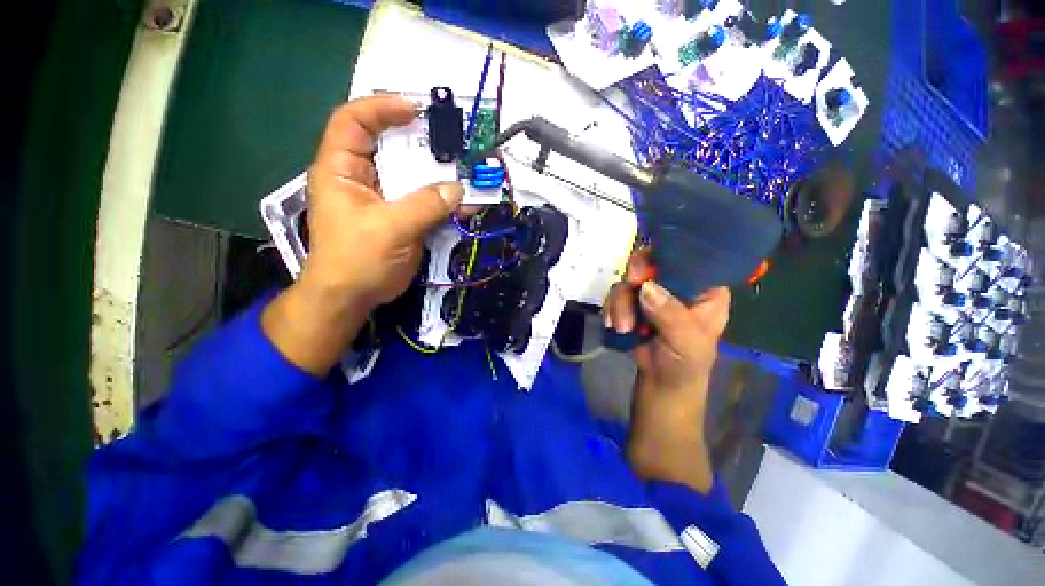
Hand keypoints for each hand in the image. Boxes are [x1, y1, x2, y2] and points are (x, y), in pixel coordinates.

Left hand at [302, 95, 463, 309]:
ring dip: (437, 174)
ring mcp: (384, 198)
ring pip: (412, 175)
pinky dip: (443, 200)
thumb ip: (425, 206)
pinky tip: (464, 202)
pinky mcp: (401, 217)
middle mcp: (362, 178)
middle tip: (450, 141)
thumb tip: (457, 189)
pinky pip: (424, 201)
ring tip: (463, 170)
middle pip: (389, 146)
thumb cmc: (357, 259)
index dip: (381, 108)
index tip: (415, 110)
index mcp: (342, 170)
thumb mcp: (390, 228)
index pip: (353, 121)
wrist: (354, 296)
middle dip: (419, 141)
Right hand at [605, 249, 730, 492]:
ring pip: (630, 281)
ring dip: (620, 302)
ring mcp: (654, 296)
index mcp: (706, 291)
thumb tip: (646, 287)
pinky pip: (618, 295)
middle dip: (636, 279)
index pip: (690, 258)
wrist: (660, 390)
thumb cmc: (685, 368)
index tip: (645, 268)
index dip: (667, 255)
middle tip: (629, 289)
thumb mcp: (687, 343)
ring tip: (622, 327)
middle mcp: (679, 288)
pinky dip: (613, 308)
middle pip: (653, 263)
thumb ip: (670, 314)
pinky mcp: (634, 306)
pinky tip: (616, 326)